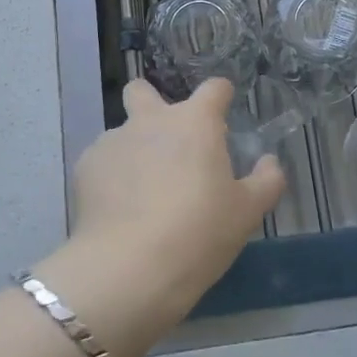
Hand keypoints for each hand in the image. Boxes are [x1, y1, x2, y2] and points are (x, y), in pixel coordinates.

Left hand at [33, 79, 284, 356]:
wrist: (129, 268)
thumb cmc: (199, 233)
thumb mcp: (247, 213)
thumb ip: (266, 181)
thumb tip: (270, 163)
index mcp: (195, 122)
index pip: (213, 88)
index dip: (220, 97)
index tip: (222, 117)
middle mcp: (151, 119)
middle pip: (143, 90)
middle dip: (152, 105)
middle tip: (168, 145)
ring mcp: (114, 140)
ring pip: (122, 132)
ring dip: (133, 150)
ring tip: (141, 194)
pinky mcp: (86, 166)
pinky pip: (102, 162)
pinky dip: (111, 178)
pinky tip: (118, 210)